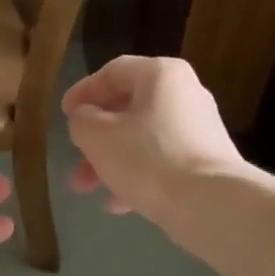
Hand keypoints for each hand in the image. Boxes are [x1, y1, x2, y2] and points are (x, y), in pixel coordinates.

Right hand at [63, 56, 245, 225]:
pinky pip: (161, 160)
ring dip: (110, 161)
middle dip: (94, 139)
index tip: (64, 115)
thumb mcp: (97, 136)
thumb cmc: (148, 158)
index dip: (83, 92)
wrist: (210, 204)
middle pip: (127, 109)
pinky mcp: (206, 160)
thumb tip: (86, 119)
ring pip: (141, 138)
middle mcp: (185, 94)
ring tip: (88, 189)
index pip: (113, 71)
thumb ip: (82, 120)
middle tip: (74, 160)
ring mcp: (199, 128)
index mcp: (161, 75)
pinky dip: (137, 175)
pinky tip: (118, 203)